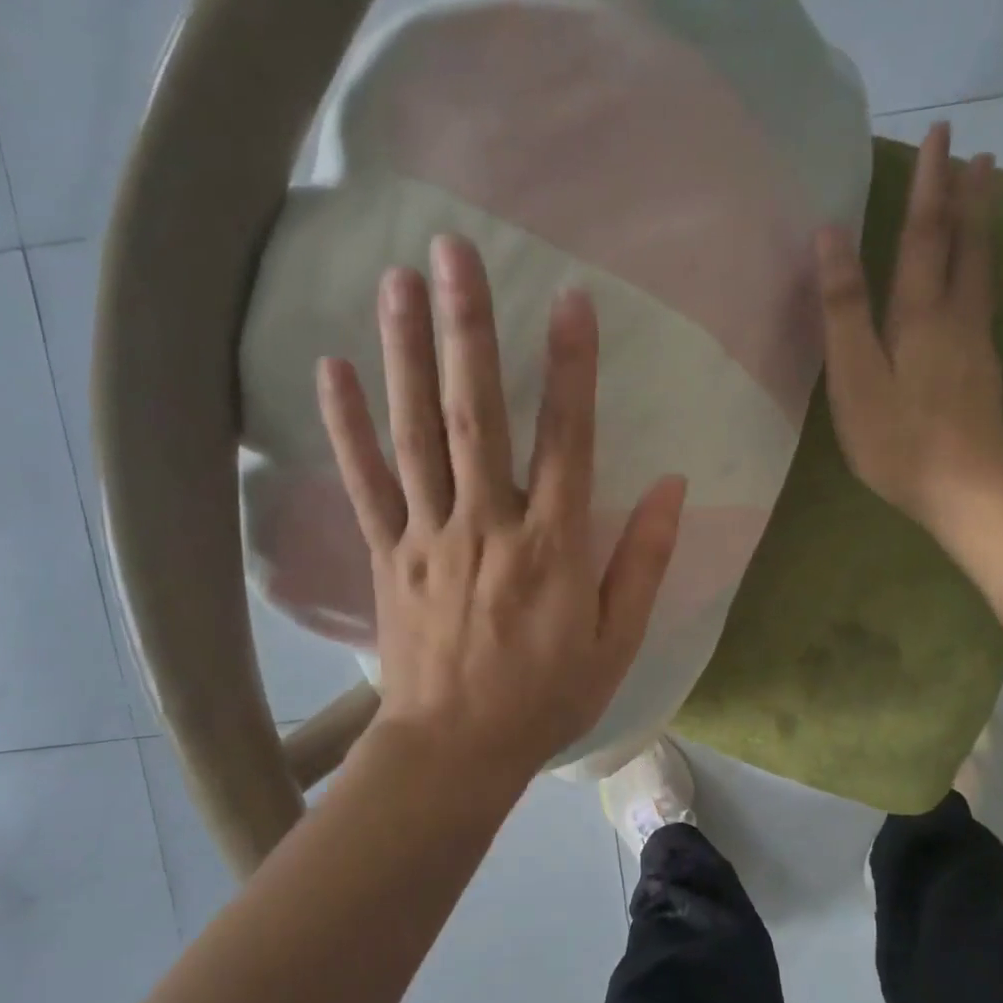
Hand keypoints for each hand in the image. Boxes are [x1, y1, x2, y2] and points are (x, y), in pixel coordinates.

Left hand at [317, 235, 685, 781]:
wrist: (455, 751)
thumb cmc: (546, 697)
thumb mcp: (616, 640)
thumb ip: (643, 560)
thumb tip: (672, 486)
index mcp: (552, 547)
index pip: (567, 441)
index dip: (571, 369)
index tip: (570, 300)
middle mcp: (487, 525)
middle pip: (475, 416)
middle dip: (467, 330)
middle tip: (453, 251)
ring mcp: (428, 537)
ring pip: (415, 435)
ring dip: (404, 355)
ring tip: (396, 281)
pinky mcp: (388, 556)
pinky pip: (364, 484)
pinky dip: (345, 427)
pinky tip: (330, 369)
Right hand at [816, 122, 1002, 534]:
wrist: (966, 488)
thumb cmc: (898, 437)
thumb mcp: (856, 376)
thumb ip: (844, 309)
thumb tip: (831, 236)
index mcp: (920, 314)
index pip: (925, 234)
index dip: (930, 184)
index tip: (941, 133)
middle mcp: (957, 317)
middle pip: (966, 245)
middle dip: (968, 196)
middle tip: (978, 153)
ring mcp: (976, 345)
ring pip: (982, 271)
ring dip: (982, 228)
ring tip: (987, 196)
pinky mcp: (983, 371)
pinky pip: (983, 301)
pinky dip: (981, 269)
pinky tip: (978, 278)